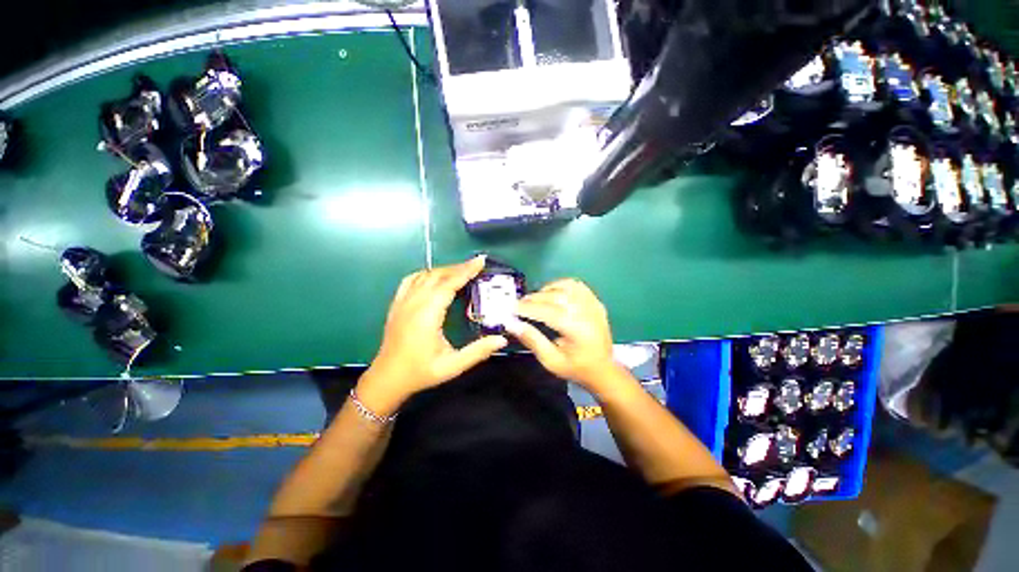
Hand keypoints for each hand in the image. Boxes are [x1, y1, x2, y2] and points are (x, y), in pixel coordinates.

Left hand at [358, 256, 507, 415]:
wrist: (387, 379)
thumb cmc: (421, 372)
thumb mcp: (452, 366)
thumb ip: (478, 351)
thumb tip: (502, 339)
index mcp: (427, 315)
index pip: (449, 284)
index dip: (466, 271)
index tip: (480, 261)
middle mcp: (414, 303)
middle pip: (438, 276)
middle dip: (458, 267)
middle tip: (477, 265)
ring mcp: (403, 302)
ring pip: (424, 275)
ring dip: (444, 269)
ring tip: (460, 270)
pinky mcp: (397, 305)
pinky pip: (410, 280)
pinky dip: (426, 274)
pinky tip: (434, 277)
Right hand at [506, 278, 620, 390]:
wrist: (604, 369)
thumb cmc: (576, 368)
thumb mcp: (551, 361)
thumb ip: (532, 340)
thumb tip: (512, 324)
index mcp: (577, 330)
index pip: (548, 312)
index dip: (528, 308)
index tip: (512, 308)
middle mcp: (587, 313)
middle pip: (557, 296)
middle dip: (535, 298)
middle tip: (520, 304)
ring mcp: (593, 305)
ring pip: (567, 287)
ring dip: (547, 289)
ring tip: (535, 299)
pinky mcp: (596, 302)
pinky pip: (577, 286)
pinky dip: (562, 285)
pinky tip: (553, 293)